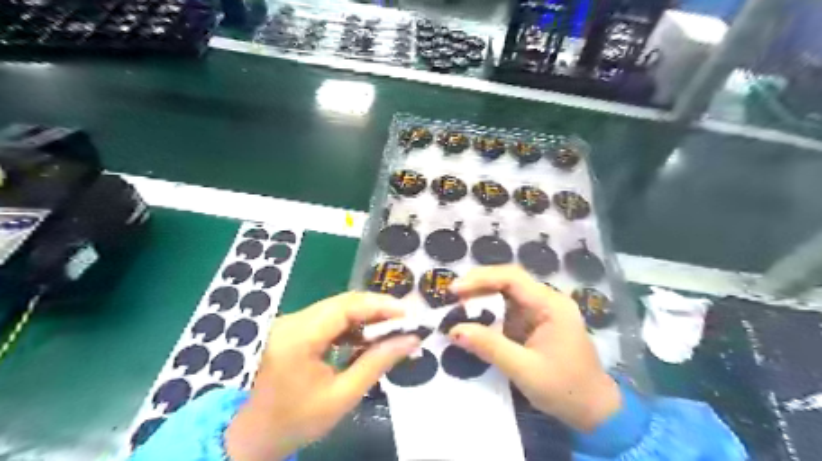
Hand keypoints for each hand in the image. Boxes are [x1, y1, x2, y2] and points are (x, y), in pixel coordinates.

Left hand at [226, 293, 419, 459]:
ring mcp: (291, 322)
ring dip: (366, 315)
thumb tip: (410, 340)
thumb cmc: (297, 421)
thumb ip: (377, 363)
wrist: (255, 435)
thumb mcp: (342, 396)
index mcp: (298, 337)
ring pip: (337, 307)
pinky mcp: (294, 327)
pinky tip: (367, 336)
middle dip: (377, 308)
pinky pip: (329, 317)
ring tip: (392, 327)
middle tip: (405, 321)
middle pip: (343, 302)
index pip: (345, 307)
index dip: (380, 305)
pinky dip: (352, 323)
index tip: (408, 313)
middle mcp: (292, 321)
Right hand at [448, 266, 616, 431]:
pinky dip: (489, 311)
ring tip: (456, 303)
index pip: (512, 278)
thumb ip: (490, 347)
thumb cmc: (564, 389)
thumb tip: (454, 330)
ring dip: (482, 295)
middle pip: (509, 280)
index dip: (481, 279)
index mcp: (551, 305)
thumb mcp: (524, 369)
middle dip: (479, 284)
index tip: (454, 290)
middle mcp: (547, 300)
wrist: (594, 410)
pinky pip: (509, 308)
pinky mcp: (535, 322)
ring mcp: (542, 310)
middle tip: (451, 295)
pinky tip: (473, 317)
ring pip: (506, 292)